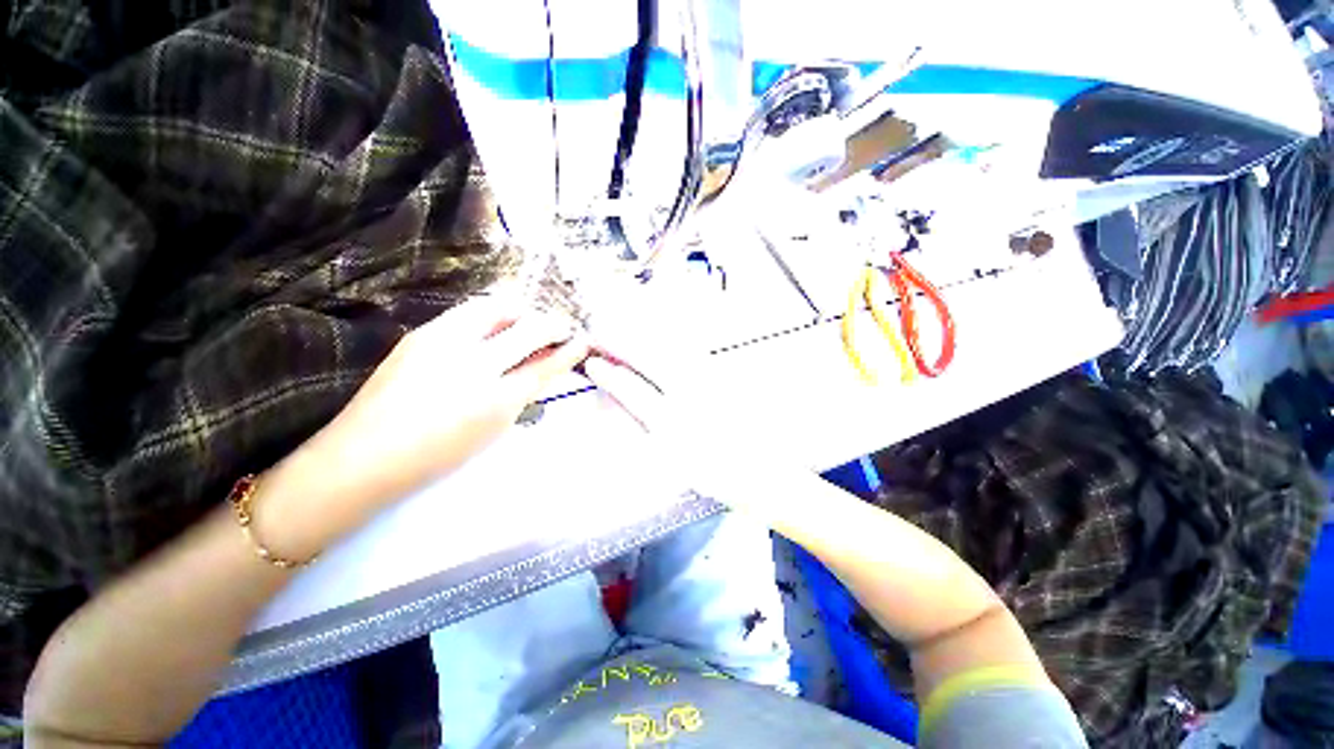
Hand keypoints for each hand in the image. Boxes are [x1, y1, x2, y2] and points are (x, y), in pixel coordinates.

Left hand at [260, 294, 591, 556]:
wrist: (364, 456)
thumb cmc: (437, 454)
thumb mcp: (493, 429)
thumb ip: (522, 393)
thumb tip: (543, 366)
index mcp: (495, 399)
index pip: (546, 364)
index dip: (570, 350)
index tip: (583, 340)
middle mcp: (473, 363)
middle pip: (529, 328)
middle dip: (553, 323)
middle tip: (562, 327)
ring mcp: (443, 342)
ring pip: (497, 308)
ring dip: (522, 311)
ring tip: (529, 320)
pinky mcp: (421, 333)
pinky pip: (468, 312)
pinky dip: (492, 313)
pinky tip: (495, 324)